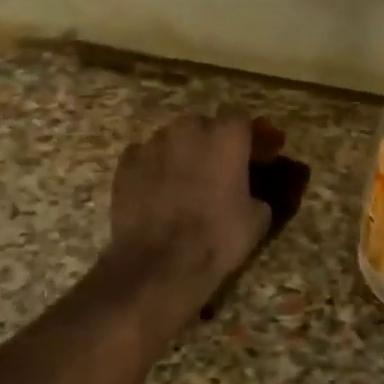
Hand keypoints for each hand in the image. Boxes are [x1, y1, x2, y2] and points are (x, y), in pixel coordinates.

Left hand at [103, 114, 271, 317]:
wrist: (159, 263)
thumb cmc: (217, 238)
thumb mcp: (257, 219)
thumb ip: (256, 193)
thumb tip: (251, 194)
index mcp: (226, 137)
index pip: (242, 120)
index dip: (249, 138)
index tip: (255, 155)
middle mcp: (188, 129)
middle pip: (204, 125)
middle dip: (212, 141)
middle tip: (218, 169)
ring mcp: (153, 144)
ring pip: (172, 139)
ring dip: (181, 153)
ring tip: (184, 181)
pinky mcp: (125, 163)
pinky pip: (145, 156)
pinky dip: (153, 167)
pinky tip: (156, 190)